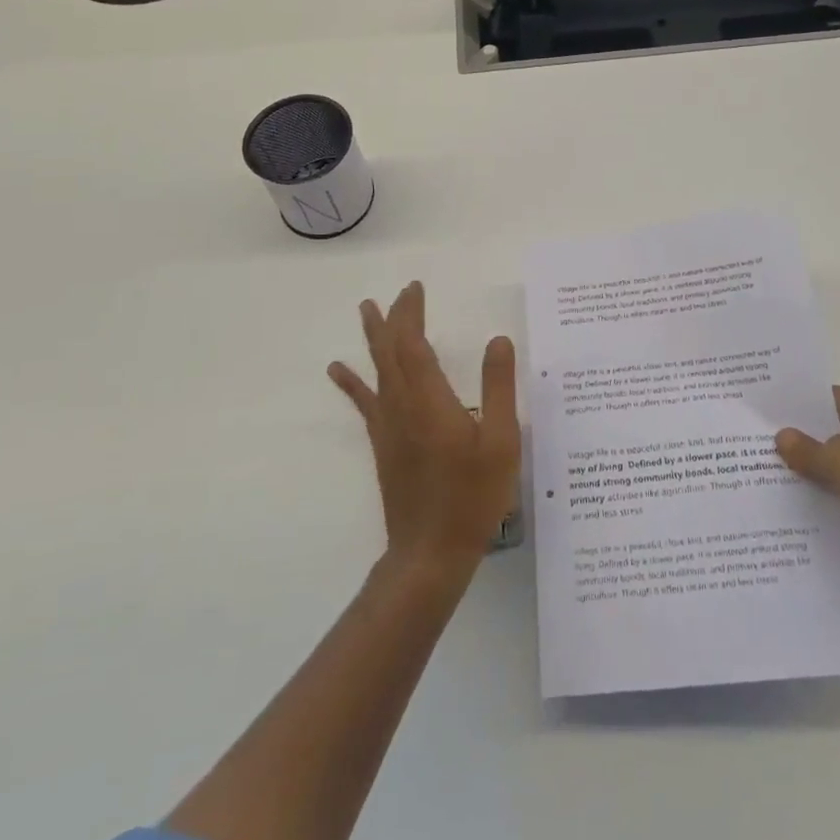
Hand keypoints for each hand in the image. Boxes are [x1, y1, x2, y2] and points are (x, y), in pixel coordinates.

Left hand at [329, 282, 519, 579]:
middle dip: (394, 317)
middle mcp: (402, 406)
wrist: (430, 552)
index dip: (412, 312)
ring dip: (373, 338)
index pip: (413, 343)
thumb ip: (499, 388)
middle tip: (400, 291)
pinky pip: (365, 402)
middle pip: (390, 350)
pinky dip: (352, 382)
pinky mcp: (383, 444)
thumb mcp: (501, 441)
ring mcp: (388, 426)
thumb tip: (497, 340)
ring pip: (376, 370)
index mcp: (430, 400)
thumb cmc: (472, 497)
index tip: (416, 287)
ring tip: (365, 310)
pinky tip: (338, 370)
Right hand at [777, 387, 839, 593]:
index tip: (770, 412)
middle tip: (761, 443)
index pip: (838, 399)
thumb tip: (781, 436)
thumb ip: (805, 448)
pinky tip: (796, 510)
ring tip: (768, 476)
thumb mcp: (837, 459)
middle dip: (807, 441)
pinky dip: (831, 507)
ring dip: (817, 478)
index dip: (804, 404)